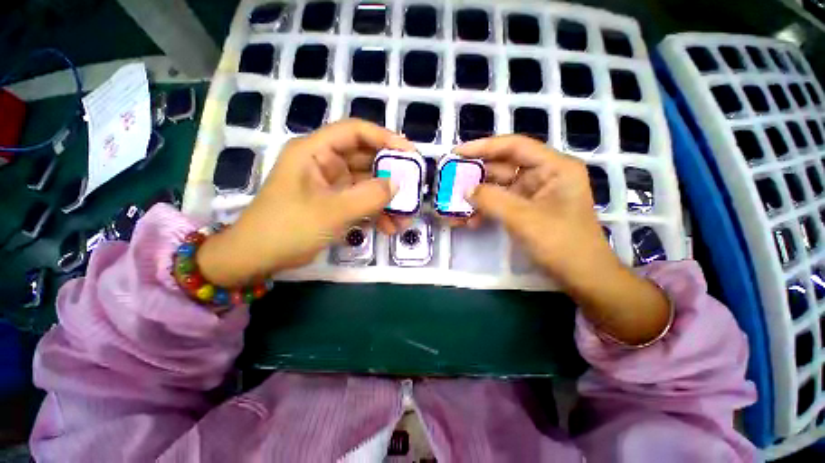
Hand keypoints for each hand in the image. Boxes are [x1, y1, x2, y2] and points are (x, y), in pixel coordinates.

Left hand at [197, 119, 415, 286]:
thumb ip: (368, 196)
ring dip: (387, 200)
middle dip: (391, 176)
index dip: (385, 138)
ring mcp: (332, 185)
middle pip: (366, 160)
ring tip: (404, 219)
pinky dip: (377, 212)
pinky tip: (389, 227)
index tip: (410, 153)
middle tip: (413, 189)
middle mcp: (325, 163)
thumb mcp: (331, 211)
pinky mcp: (336, 203)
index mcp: (316, 151)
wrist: (260, 258)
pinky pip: (363, 201)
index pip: (355, 132)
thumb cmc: (288, 228)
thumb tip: (397, 183)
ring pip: (368, 184)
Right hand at [458, 135, 669, 345]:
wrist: (582, 277)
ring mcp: (535, 194)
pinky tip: (470, 220)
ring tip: (455, 204)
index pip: (514, 146)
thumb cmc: (561, 244)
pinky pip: (502, 203)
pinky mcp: (527, 210)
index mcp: (554, 167)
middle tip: (451, 180)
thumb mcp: (523, 218)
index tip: (457, 152)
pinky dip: (486, 210)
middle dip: (477, 176)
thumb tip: (466, 189)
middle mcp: (545, 175)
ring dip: (478, 197)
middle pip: (504, 167)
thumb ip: (492, 200)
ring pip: (499, 187)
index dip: (484, 147)